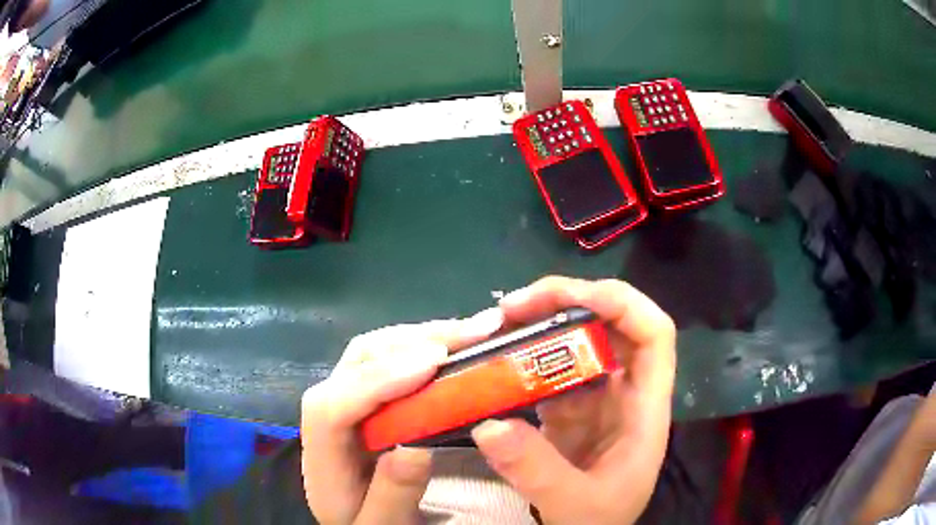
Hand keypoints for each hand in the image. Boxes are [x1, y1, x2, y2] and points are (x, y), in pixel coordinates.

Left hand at [300, 309, 504, 524]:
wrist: (357, 514)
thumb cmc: (368, 520)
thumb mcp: (381, 524)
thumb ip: (391, 495)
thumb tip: (416, 447)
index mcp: (322, 455)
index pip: (332, 408)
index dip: (378, 381)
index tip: (432, 363)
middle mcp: (326, 413)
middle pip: (355, 364)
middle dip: (412, 344)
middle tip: (471, 335)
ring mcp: (346, 395)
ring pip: (373, 350)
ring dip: (421, 335)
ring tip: (473, 330)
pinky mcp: (367, 392)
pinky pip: (389, 355)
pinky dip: (423, 341)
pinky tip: (456, 340)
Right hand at [471, 276, 676, 524]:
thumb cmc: (599, 521)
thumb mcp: (574, 503)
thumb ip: (536, 470)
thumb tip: (489, 424)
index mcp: (644, 409)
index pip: (654, 334)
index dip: (621, 304)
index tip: (570, 298)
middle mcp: (624, 394)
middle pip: (611, 326)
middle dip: (567, 303)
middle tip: (513, 308)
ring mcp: (595, 401)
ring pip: (578, 345)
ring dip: (541, 326)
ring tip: (497, 326)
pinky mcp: (569, 412)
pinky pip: (550, 373)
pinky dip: (524, 360)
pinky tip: (494, 361)